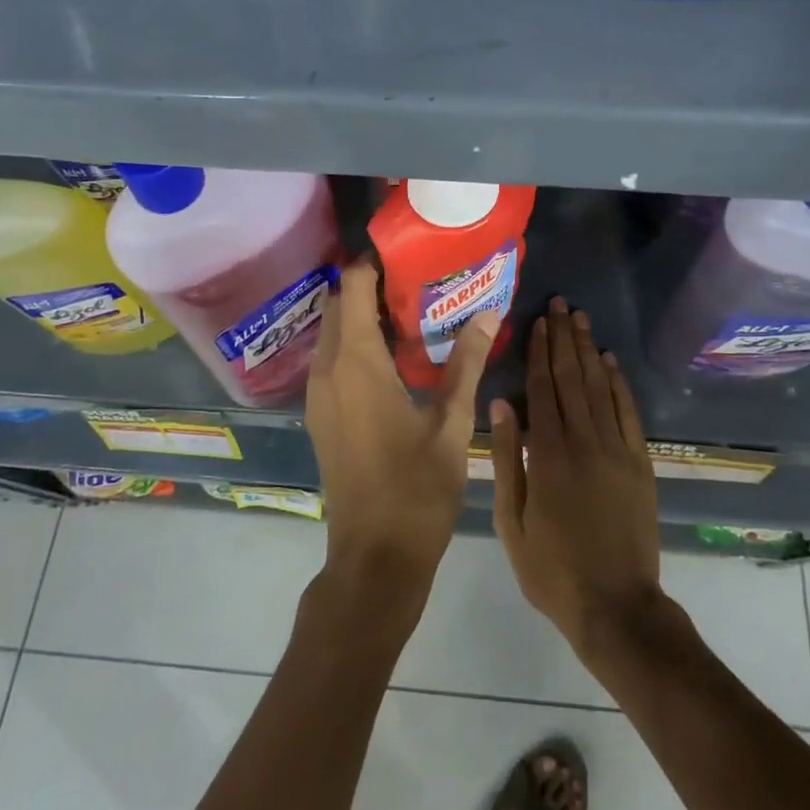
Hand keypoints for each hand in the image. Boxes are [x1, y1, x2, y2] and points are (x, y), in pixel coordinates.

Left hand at [303, 261, 498, 619]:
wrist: (375, 557)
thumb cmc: (417, 488)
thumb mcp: (452, 423)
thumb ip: (468, 363)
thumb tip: (490, 313)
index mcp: (357, 363)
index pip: (355, 287)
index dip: (374, 262)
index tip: (407, 252)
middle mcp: (328, 369)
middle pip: (340, 305)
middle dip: (370, 284)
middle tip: (417, 280)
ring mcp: (318, 394)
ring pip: (333, 332)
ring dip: (362, 314)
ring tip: (410, 311)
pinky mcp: (320, 413)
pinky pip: (332, 358)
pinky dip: (355, 343)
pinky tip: (394, 355)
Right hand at [491, 298, 662, 661]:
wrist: (616, 608)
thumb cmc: (552, 569)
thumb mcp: (512, 521)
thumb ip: (506, 459)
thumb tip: (500, 404)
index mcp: (547, 454)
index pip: (542, 389)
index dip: (539, 351)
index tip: (537, 320)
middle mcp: (583, 441)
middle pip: (572, 378)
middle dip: (564, 338)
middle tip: (562, 304)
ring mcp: (617, 450)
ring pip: (600, 387)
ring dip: (589, 350)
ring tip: (581, 319)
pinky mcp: (640, 463)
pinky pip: (628, 413)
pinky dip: (620, 383)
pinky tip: (611, 361)